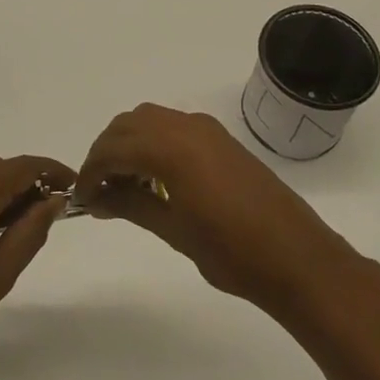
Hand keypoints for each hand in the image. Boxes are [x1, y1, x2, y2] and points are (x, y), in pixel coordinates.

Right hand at [75, 104, 362, 319]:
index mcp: (171, 149)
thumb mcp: (174, 231)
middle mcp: (186, 127)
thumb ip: (131, 205)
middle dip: (106, 151)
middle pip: (128, 125)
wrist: (298, 259)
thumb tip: (96, 198)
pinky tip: (154, 177)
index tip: (81, 197)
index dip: (91, 171)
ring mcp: (207, 130)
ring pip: (150, 120)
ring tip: (123, 183)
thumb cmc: (232, 252)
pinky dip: (153, 141)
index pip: (114, 148)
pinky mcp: (221, 139)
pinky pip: (173, 126)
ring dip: (128, 143)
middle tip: (98, 189)